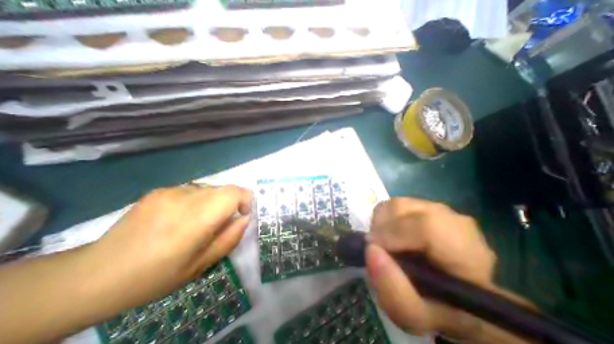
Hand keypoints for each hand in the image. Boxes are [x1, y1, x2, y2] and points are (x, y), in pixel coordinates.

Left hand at [87, 186, 251, 310]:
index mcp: (196, 219)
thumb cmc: (156, 276)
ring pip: (209, 188)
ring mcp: (170, 191)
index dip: (245, 199)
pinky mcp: (160, 190)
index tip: (242, 214)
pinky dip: (197, 200)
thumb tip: (245, 218)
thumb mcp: (202, 265)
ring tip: (197, 222)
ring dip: (213, 202)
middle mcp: (185, 198)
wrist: (95, 274)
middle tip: (219, 223)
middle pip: (224, 189)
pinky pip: (192, 190)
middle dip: (230, 203)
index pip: (234, 192)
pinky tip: (180, 218)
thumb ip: (230, 238)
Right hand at [364, 198, 532, 342]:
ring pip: (396, 203)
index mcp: (467, 254)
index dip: (392, 235)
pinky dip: (384, 217)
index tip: (373, 248)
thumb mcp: (416, 316)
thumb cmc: (435, 305)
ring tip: (384, 242)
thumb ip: (394, 293)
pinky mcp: (425, 205)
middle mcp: (456, 222)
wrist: (447, 288)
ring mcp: (440, 209)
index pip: (427, 228)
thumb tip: (371, 249)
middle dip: (380, 227)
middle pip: (403, 208)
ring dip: (381, 222)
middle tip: (378, 248)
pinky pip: (395, 203)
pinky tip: (390, 233)